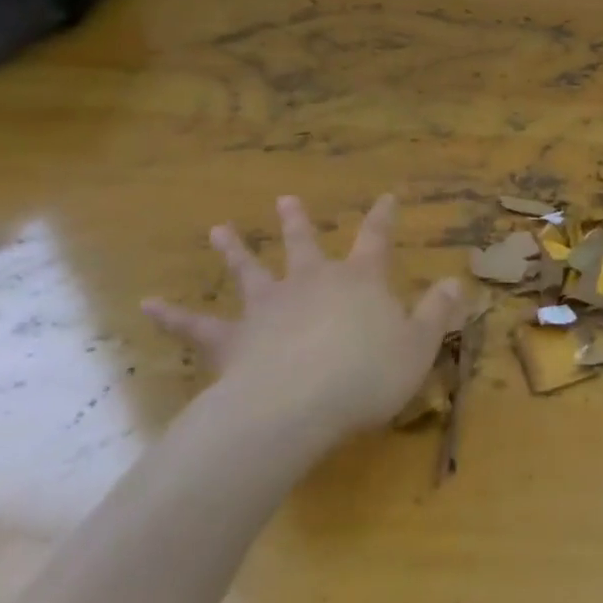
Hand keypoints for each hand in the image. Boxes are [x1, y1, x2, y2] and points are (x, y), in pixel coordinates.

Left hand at [142, 194, 466, 439]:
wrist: (296, 406)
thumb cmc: (367, 374)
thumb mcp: (418, 345)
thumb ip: (437, 312)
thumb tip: (456, 283)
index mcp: (359, 281)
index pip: (376, 240)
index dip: (383, 218)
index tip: (387, 197)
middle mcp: (311, 283)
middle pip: (304, 244)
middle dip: (298, 221)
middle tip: (285, 198)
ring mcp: (268, 308)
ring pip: (250, 272)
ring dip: (235, 250)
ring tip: (218, 230)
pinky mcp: (233, 340)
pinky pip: (199, 327)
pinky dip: (173, 315)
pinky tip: (146, 304)